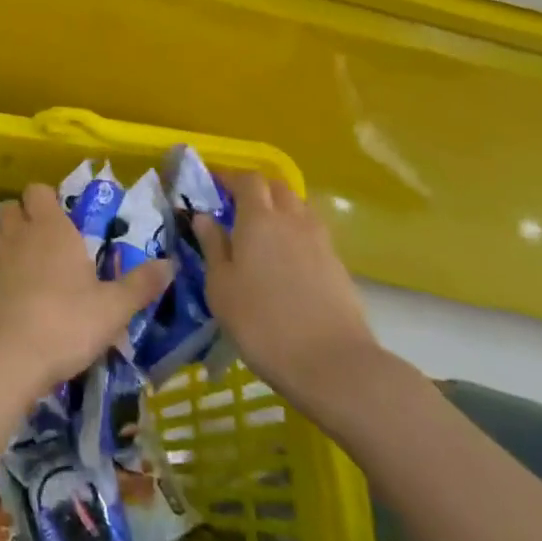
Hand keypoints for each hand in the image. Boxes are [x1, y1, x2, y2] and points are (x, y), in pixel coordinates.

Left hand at [0, 183, 174, 400]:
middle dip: (24, 214)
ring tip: (26, 256)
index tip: (66, 219)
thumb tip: (171, 264)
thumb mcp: (113, 308)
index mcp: (52, 229)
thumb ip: (141, 285)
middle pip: (11, 206)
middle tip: (46, 238)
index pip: (39, 191)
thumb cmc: (65, 323)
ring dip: (5, 234)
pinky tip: (13, 286)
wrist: (6, 357)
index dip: (48, 199)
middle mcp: (20, 235)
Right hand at [194, 174, 383, 419]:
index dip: (231, 177)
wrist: (332, 363)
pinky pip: (313, 234)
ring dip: (280, 210)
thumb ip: (212, 246)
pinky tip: (286, 260)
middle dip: (257, 190)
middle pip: (277, 188)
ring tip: (263, 232)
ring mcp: (320, 242)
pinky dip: (296, 234)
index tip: (215, 185)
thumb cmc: (261, 322)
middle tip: (237, 207)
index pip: (248, 180)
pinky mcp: (338, 265)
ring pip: (299, 209)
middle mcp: (292, 220)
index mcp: (259, 219)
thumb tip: (203, 216)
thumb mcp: (221, 287)